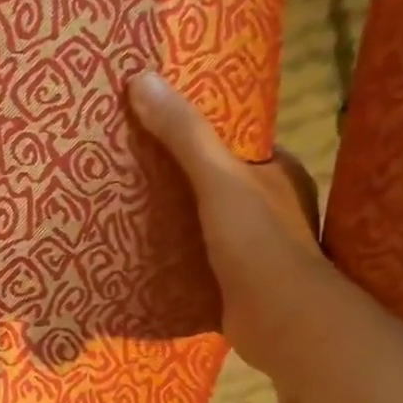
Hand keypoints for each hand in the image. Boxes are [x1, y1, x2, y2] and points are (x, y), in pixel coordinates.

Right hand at [128, 71, 330, 379]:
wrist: (281, 322)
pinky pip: (193, 256)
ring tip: (120, 203)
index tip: (152, 124)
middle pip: (212, 181)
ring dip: (169, 216)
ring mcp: (251, 247)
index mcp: (278, 173)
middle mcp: (269, 207)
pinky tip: (134, 249)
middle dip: (174, 176)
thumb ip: (183, 134)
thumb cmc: (258, 242)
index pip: (232, 143)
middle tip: (124, 164)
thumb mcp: (218, 178)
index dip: (195, 132)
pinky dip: (169, 252)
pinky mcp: (232, 281)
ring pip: (201, 220)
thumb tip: (141, 79)